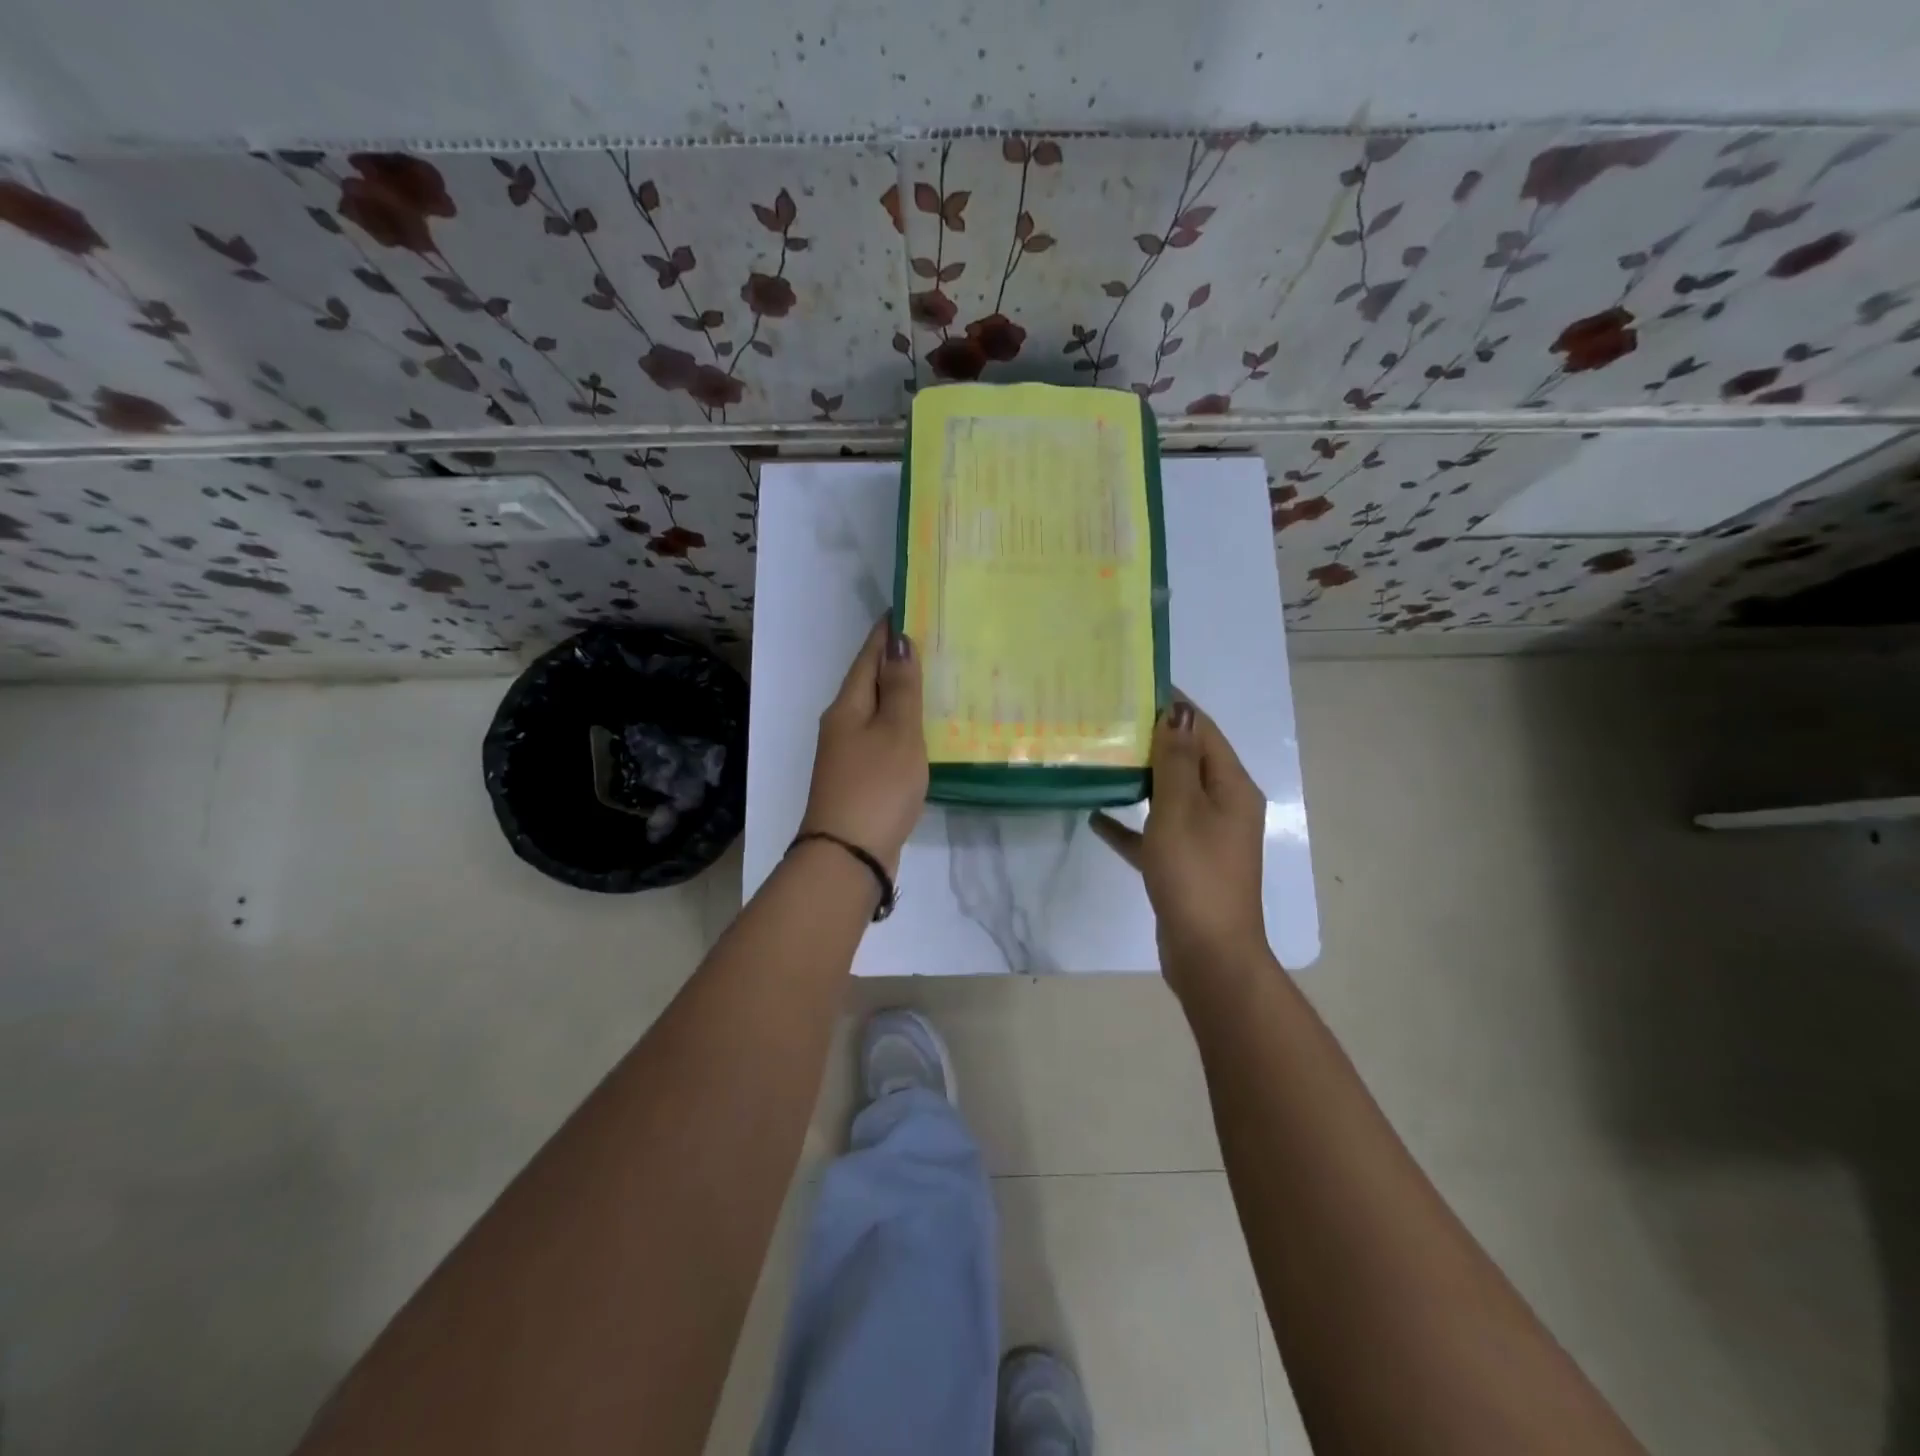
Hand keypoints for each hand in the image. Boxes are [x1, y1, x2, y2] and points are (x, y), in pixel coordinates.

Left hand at [798, 617, 927, 874]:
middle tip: (934, 640)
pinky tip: (924, 730)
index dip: (887, 632)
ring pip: (877, 712)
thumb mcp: (896, 733)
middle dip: (896, 661)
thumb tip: (898, 642)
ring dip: (901, 694)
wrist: (848, 856)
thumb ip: (900, 689)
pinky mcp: (860, 778)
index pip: (868, 656)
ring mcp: (849, 754)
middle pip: (870, 682)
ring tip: (936, 679)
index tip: (908, 607)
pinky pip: (883, 738)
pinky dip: (902, 726)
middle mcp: (842, 724)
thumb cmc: (876, 786)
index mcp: (847, 706)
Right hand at [1092, 699, 1269, 979]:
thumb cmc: (1195, 873)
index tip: (1135, 687)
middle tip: (1107, 721)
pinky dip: (1131, 824)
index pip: (1203, 732)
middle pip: (1187, 762)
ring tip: (1101, 758)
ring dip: (1140, 779)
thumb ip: (1176, 760)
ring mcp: (1204, 838)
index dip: (1174, 707)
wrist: (1209, 953)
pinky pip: (1155, 834)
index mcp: (1231, 788)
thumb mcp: (1180, 809)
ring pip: (1170, 797)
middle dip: (1152, 741)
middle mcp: (1223, 807)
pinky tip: (1096, 817)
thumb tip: (1177, 710)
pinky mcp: (1184, 865)